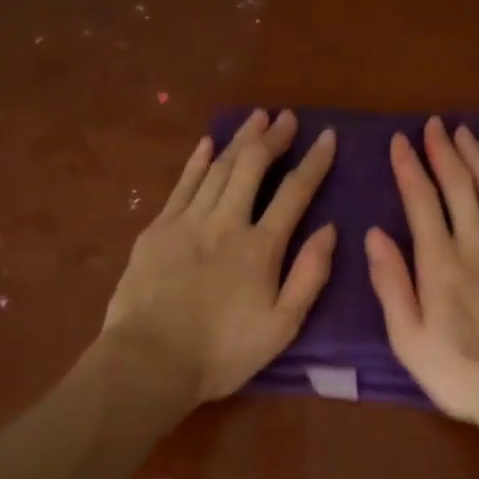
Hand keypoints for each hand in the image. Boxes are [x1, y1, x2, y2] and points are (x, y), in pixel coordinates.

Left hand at [103, 109, 336, 404]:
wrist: (150, 361)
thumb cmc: (223, 352)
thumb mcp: (282, 326)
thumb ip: (309, 275)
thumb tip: (329, 229)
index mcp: (261, 247)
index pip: (295, 193)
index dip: (314, 162)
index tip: (327, 137)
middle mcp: (226, 222)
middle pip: (253, 167)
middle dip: (273, 138)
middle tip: (288, 117)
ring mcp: (187, 221)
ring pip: (218, 168)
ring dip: (239, 140)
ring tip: (256, 117)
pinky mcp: (157, 230)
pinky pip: (182, 184)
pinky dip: (197, 161)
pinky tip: (207, 144)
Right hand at [365, 117, 478, 451]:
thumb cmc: (458, 373)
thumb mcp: (408, 338)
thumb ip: (391, 283)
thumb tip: (375, 235)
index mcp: (441, 263)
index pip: (422, 201)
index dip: (410, 168)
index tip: (400, 142)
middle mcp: (478, 246)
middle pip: (462, 186)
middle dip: (446, 152)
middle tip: (436, 125)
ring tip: (467, 135)